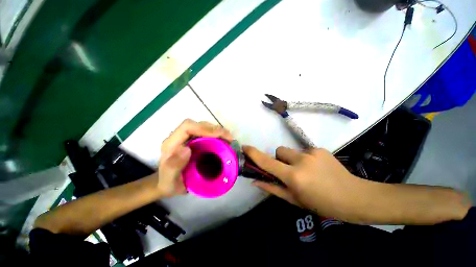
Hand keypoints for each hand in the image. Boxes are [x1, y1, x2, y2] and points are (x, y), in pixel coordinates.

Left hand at [156, 119, 232, 196]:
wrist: (169, 183)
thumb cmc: (169, 183)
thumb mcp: (168, 181)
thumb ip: (173, 167)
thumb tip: (187, 150)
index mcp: (171, 143)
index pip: (187, 127)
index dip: (204, 128)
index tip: (218, 136)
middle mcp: (180, 137)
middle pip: (198, 124)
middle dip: (215, 129)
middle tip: (228, 138)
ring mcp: (188, 138)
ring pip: (204, 127)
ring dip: (218, 131)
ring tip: (228, 139)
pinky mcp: (194, 141)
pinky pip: (207, 134)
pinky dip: (217, 136)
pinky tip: (224, 141)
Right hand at [243, 145, 365, 220]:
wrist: (354, 197)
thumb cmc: (322, 204)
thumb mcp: (295, 200)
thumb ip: (273, 189)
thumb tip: (255, 181)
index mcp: (294, 176)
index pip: (267, 162)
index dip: (254, 154)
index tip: (245, 147)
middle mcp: (301, 161)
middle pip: (279, 150)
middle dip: (279, 159)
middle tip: (289, 171)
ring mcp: (312, 152)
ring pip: (291, 151)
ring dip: (292, 159)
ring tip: (306, 171)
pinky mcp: (320, 149)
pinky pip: (303, 151)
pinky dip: (304, 159)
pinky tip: (316, 169)